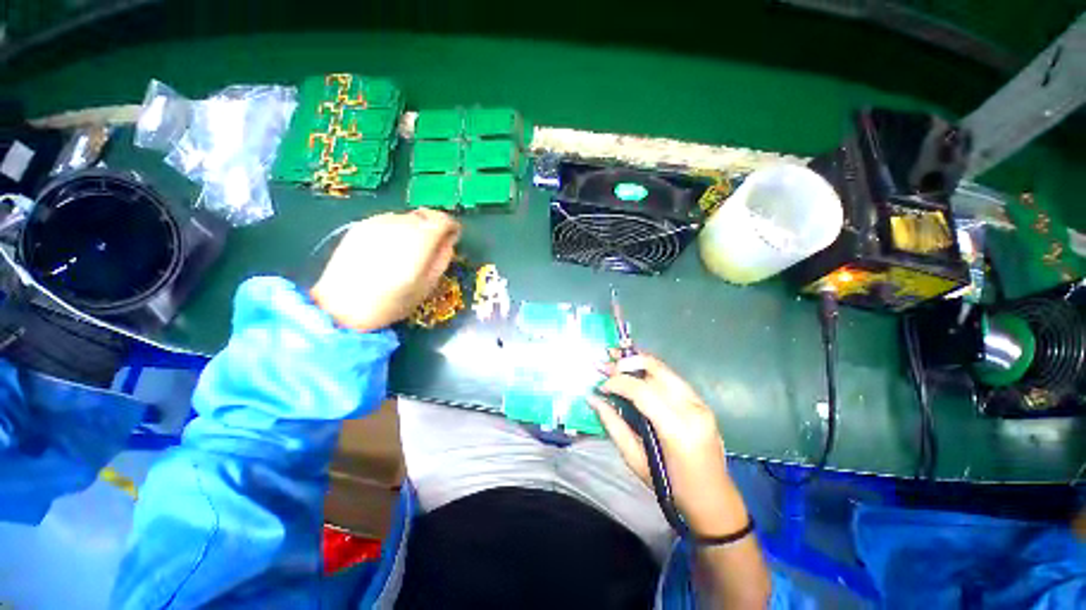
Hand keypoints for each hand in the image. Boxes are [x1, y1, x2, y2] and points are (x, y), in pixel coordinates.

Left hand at [311, 210, 460, 331]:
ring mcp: (376, 223)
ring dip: (415, 229)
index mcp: (418, 242)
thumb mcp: (426, 287)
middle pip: (424, 215)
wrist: (340, 307)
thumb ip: (441, 259)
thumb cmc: (390, 303)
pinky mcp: (360, 226)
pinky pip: (389, 221)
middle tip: (434, 246)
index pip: (442, 220)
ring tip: (410, 251)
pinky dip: (398, 230)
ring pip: (407, 217)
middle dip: (434, 227)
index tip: (454, 238)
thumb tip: (448, 242)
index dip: (451, 227)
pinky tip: (391, 250)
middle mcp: (398, 226)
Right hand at [588, 354, 748, 536]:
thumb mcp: (636, 461)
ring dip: (638, 363)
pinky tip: (636, 375)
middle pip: (657, 369)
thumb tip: (593, 399)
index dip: (617, 382)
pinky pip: (672, 378)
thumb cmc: (672, 488)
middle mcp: (693, 409)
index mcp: (677, 430)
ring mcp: (701, 403)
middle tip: (606, 366)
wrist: (714, 500)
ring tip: (617, 365)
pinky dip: (650, 372)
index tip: (600, 386)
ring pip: (665, 369)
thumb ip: (613, 425)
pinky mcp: (702, 402)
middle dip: (627, 363)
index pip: (642, 391)